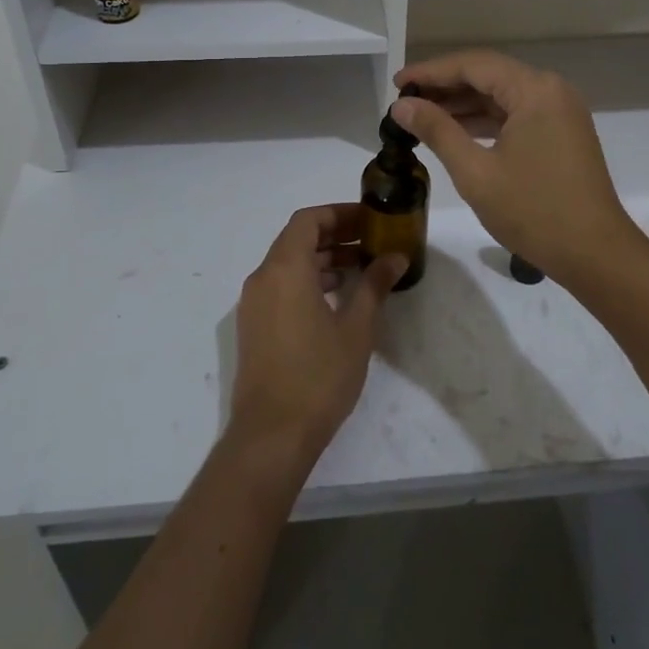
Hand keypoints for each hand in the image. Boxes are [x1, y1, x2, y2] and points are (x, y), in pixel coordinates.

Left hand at [228, 205, 408, 471]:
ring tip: (360, 269)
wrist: (272, 435)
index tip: (369, 219)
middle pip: (297, 239)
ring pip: (288, 264)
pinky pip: (281, 287)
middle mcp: (262, 278)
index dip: (339, 213)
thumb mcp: (357, 328)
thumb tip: (395, 257)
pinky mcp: (254, 327)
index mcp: (284, 269)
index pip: (308, 220)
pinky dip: (308, 281)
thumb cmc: (318, 375)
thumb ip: (375, 285)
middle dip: (335, 235)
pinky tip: (337, 299)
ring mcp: (254, 304)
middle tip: (371, 241)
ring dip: (322, 259)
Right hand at [393, 50, 643, 290]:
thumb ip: (437, 131)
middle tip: (404, 101)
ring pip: (503, 96)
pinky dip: (486, 121)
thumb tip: (401, 105)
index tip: (396, 83)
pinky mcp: (562, 133)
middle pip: (489, 75)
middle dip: (446, 87)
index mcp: (534, 90)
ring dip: (464, 104)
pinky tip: (456, 132)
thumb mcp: (476, 172)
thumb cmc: (534, 211)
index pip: (473, 65)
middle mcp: (551, 90)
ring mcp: (560, 112)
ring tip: (422, 116)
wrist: (596, 254)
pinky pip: (517, 115)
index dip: (431, 72)